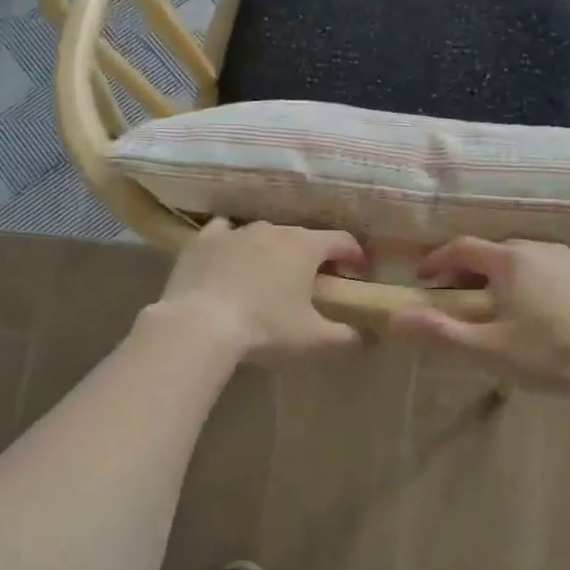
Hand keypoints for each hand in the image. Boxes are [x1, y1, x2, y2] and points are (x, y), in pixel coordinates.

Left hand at [148, 218, 366, 364]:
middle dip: (314, 256)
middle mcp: (273, 229)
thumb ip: (348, 337)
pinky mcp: (203, 240)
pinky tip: (230, 260)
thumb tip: (370, 338)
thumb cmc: (265, 329)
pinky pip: (225, 233)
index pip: (342, 240)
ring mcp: (235, 231)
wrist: (199, 325)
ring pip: (264, 234)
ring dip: (273, 250)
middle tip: (314, 282)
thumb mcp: (314, 340)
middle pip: (303, 237)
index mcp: (305, 247)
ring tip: (270, 276)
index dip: (355, 255)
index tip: (359, 273)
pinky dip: (233, 243)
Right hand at [387, 239, 569, 396]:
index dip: (436, 260)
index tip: (421, 278)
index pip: (461, 247)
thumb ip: (440, 332)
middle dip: (469, 269)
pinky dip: (536, 283)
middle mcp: (540, 249)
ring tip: (500, 305)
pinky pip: (553, 271)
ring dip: (504, 275)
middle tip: (458, 296)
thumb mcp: (489, 349)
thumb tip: (394, 319)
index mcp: (510, 260)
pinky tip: (543, 312)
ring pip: (526, 260)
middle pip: (493, 251)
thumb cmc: (551, 354)